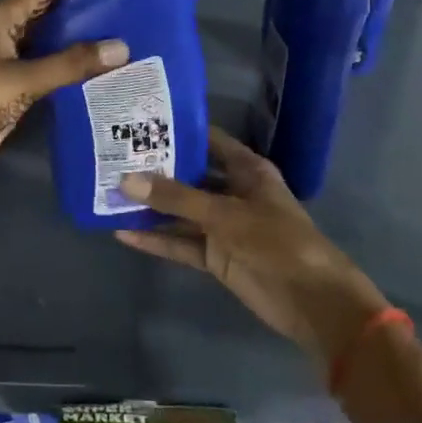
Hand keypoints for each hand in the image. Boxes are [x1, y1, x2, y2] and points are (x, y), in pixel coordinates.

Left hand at [0, 0, 127, 199]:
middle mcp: (1, 33)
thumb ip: (71, 63)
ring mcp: (2, 62)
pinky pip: (41, 72)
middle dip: (83, 18)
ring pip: (45, 46)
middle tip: (130, 18)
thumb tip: (123, 46)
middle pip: (47, 18)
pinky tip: (97, 75)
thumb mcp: (22, 79)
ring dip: (76, 47)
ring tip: (124, 44)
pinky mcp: (5, 89)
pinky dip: (64, 72)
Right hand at [115, 127, 389, 367]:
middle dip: (155, 169)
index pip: (206, 139)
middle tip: (113, 156)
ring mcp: (223, 225)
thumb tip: (126, 180)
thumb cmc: (277, 241)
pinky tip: (124, 233)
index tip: (138, 121)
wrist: (313, 302)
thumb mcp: (224, 214)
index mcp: (246, 169)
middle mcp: (232, 191)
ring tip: (108, 193)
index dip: (177, 130)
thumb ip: (175, 198)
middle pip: (188, 175)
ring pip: (181, 210)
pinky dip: (156, 240)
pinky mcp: (216, 256)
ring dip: (151, 206)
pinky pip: (181, 242)